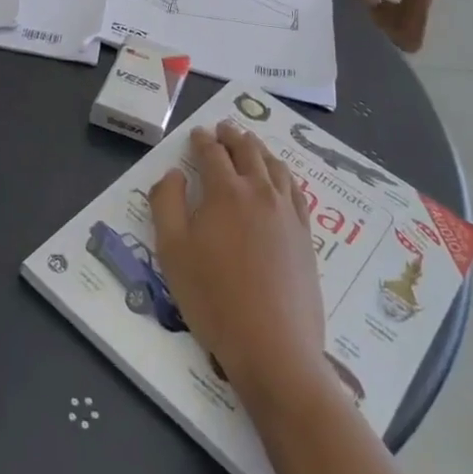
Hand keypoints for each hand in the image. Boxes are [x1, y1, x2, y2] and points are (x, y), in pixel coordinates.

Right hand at [150, 122, 334, 406]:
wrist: (273, 346)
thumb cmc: (213, 298)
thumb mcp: (172, 250)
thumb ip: (166, 203)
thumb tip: (174, 174)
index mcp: (225, 191)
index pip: (212, 153)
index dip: (202, 139)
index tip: (197, 133)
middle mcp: (260, 192)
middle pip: (248, 151)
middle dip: (233, 136)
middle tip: (224, 127)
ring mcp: (288, 213)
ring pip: (276, 166)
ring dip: (260, 149)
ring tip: (252, 144)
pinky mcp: (306, 236)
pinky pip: (296, 191)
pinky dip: (284, 174)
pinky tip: (281, 179)